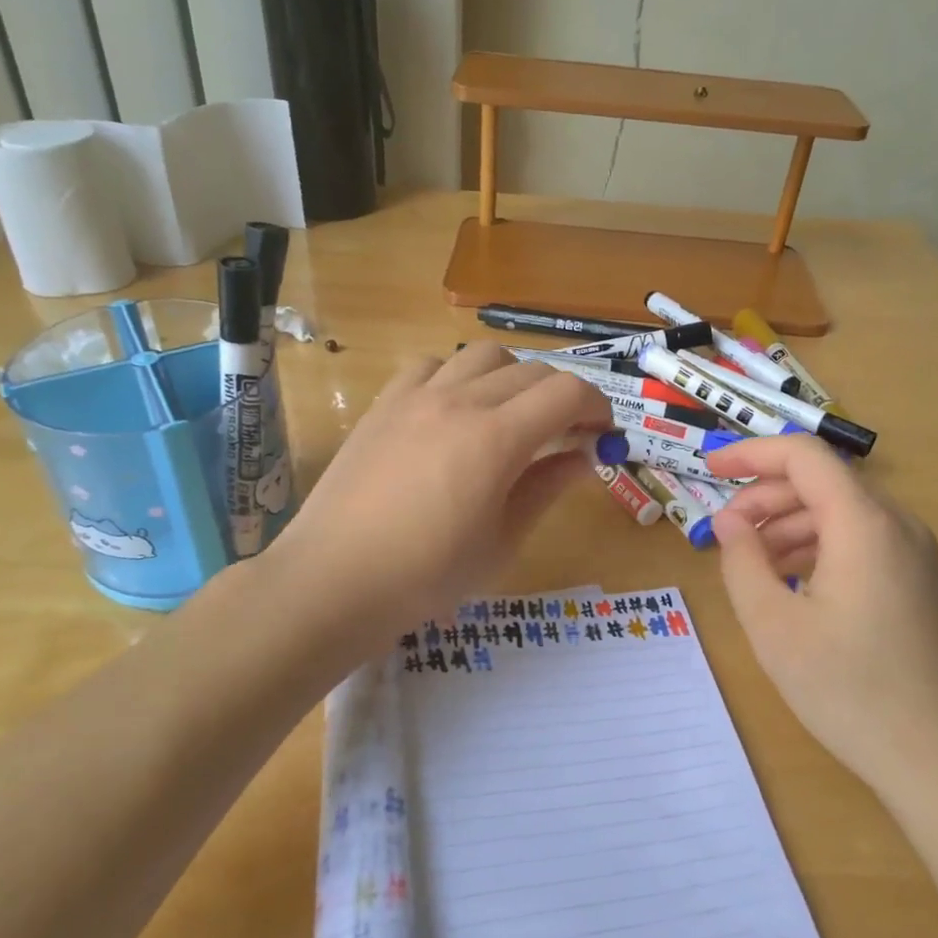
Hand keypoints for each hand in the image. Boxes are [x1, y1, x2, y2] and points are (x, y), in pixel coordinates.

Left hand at [262, 343, 610, 660]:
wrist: (334, 580)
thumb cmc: (427, 576)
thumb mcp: (502, 540)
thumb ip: (547, 487)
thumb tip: (585, 456)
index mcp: (497, 438)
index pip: (567, 393)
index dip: (597, 408)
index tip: (603, 435)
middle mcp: (461, 401)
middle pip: (533, 372)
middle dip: (564, 398)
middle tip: (566, 436)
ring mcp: (417, 396)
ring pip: (484, 357)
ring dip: (514, 379)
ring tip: (510, 418)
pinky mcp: (384, 403)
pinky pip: (433, 365)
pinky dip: (459, 378)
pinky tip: (454, 412)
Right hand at [708, 436, 937, 810]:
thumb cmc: (853, 691)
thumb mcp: (775, 626)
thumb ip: (742, 562)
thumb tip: (729, 522)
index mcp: (863, 523)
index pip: (803, 455)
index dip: (751, 453)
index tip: (709, 471)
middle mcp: (896, 525)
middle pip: (822, 482)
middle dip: (765, 496)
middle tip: (725, 532)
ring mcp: (915, 556)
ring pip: (841, 513)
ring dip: (789, 524)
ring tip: (752, 562)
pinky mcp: (920, 585)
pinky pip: (861, 543)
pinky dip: (818, 548)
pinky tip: (793, 586)